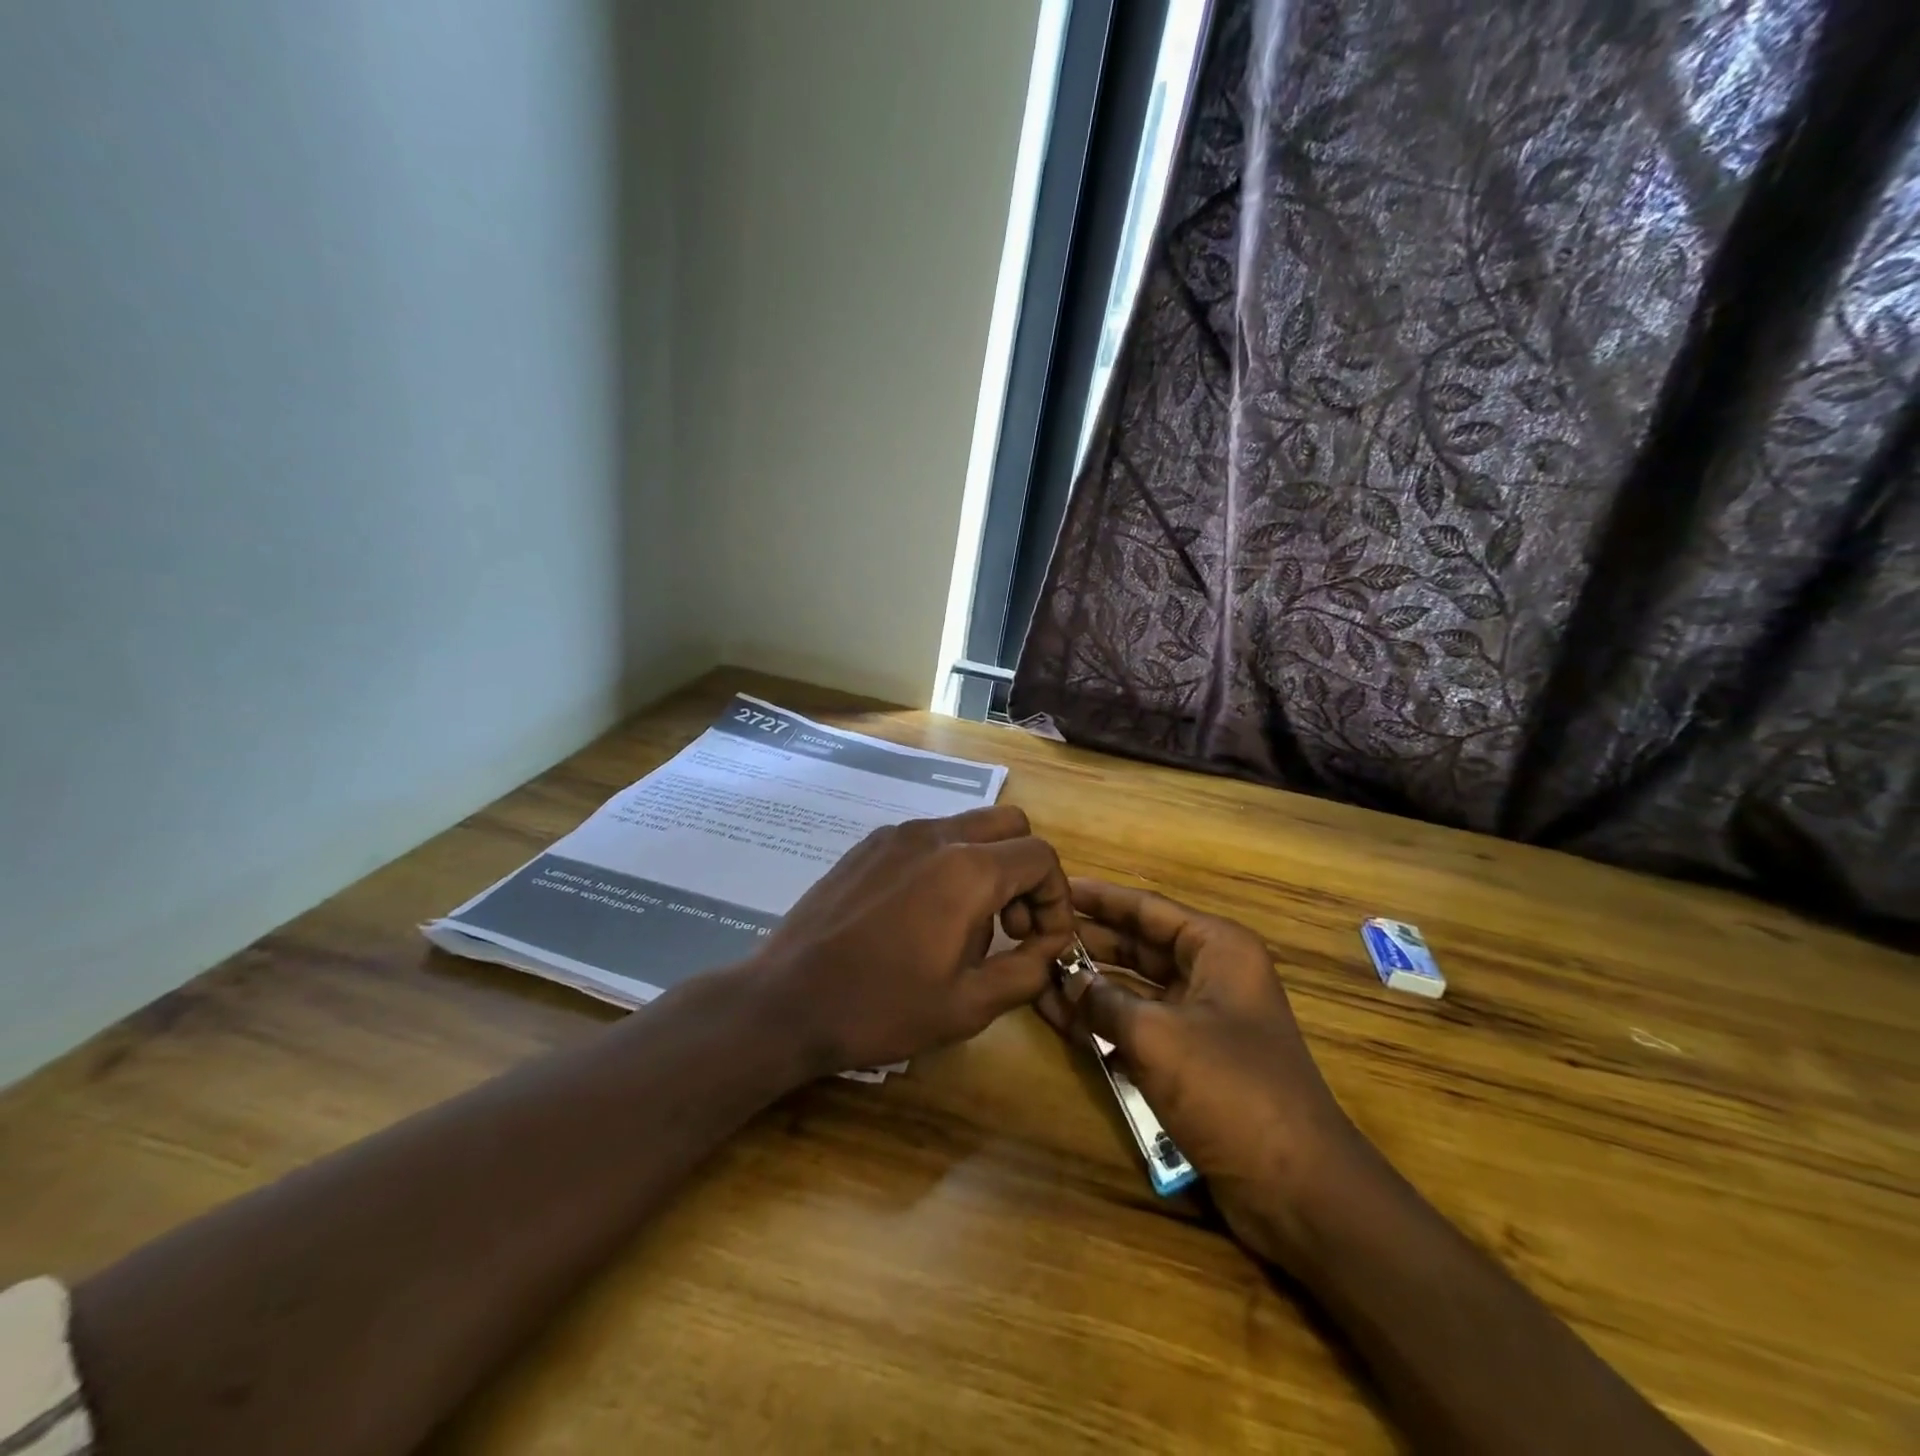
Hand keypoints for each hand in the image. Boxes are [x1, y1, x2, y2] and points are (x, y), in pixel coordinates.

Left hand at [751, 806, 1075, 1076]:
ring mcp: (897, 834)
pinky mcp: (868, 844)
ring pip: (968, 826)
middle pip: (1011, 825)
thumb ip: (1025, 971)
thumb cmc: (880, 1008)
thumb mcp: (967, 1007)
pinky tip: (921, 915)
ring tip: (965, 926)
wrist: (786, 1000)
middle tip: (1010, 926)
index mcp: (966, 870)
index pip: (1040, 857)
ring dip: (987, 865)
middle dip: (1026, 871)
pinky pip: (928, 838)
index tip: (1041, 943)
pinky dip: (947, 863)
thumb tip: (1049, 947)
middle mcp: (935, 835)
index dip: (1056, 899)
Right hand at [1037, 879, 1364, 1263]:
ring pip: (1134, 988)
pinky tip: (1057, 1016)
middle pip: (1139, 945)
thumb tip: (1064, 977)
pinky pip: (1137, 1027)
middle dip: (1089, 941)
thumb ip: (1104, 1000)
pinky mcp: (1190, 1061)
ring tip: (1035, 971)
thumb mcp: (1157, 1036)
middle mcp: (1211, 975)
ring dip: (1089, 983)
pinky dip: (1101, 1021)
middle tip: (1036, 933)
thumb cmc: (1231, 1089)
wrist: (1297, 1188)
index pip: (1147, 908)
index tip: (1056, 886)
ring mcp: (1201, 1020)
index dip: (1100, 897)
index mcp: (1217, 949)